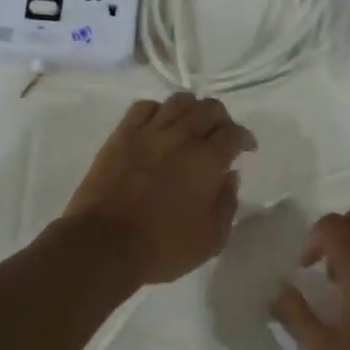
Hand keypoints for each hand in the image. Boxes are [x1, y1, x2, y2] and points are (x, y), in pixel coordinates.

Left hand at [62, 93, 255, 285]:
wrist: (104, 244)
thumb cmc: (162, 247)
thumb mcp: (211, 239)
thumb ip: (227, 203)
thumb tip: (230, 176)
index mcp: (208, 161)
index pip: (234, 133)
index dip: (244, 138)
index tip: (245, 148)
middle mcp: (181, 137)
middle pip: (209, 109)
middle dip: (222, 119)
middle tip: (220, 135)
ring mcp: (148, 132)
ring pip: (178, 102)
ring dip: (192, 109)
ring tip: (191, 125)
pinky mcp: (121, 135)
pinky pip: (143, 107)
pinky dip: (157, 110)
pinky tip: (159, 125)